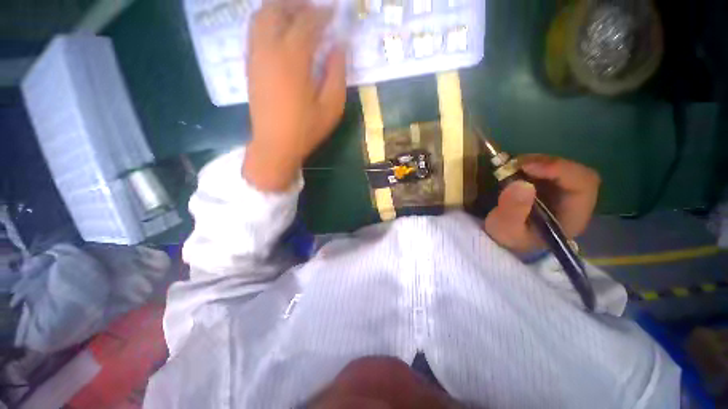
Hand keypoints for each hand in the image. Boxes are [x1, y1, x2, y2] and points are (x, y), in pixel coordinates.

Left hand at [243, 0, 346, 190]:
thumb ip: (337, 74)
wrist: (274, 145)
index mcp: (293, 59)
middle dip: (297, 3)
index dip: (323, 13)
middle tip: (315, 8)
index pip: (308, 23)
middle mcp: (269, 49)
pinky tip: (281, 30)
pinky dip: (268, 21)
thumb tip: (339, 47)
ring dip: (280, 8)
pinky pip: (255, 30)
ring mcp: (255, 56)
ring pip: (261, 15)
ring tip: (297, 14)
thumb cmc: (306, 129)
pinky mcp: (250, 65)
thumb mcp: (331, 107)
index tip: (335, 10)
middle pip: (277, 8)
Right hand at [484, 155, 600, 254]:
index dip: (560, 170)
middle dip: (545, 164)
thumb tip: (521, 184)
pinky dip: (530, 164)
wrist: (506, 241)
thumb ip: (512, 211)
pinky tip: (514, 169)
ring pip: (560, 167)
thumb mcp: (505, 229)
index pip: (583, 184)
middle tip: (515, 165)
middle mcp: (575, 201)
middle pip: (574, 171)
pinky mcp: (549, 186)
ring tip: (510, 167)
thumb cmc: (509, 238)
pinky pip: (546, 168)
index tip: (527, 168)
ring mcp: (562, 192)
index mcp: (573, 215)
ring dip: (535, 162)